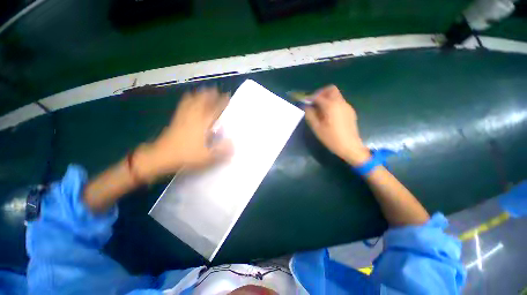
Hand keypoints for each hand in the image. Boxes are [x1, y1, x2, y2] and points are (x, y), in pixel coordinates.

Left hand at [135, 88, 232, 180]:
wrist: (162, 155)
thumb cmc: (186, 155)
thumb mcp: (207, 156)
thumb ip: (221, 150)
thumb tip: (233, 143)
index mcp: (202, 124)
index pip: (214, 109)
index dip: (221, 102)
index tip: (227, 96)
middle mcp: (193, 117)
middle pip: (202, 101)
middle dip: (209, 94)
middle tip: (215, 90)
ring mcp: (183, 116)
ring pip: (192, 101)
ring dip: (199, 94)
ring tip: (204, 90)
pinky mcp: (176, 119)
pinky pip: (183, 105)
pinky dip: (188, 99)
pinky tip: (189, 97)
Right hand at [304, 85, 369, 165]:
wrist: (350, 147)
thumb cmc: (331, 138)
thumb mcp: (317, 127)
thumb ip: (310, 114)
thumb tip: (306, 106)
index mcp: (331, 106)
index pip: (318, 96)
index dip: (310, 97)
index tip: (304, 101)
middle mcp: (340, 103)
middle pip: (331, 90)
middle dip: (320, 93)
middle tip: (314, 103)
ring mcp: (347, 106)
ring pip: (336, 95)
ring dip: (326, 98)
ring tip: (320, 110)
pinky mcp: (350, 111)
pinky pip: (339, 102)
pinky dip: (332, 104)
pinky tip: (328, 115)